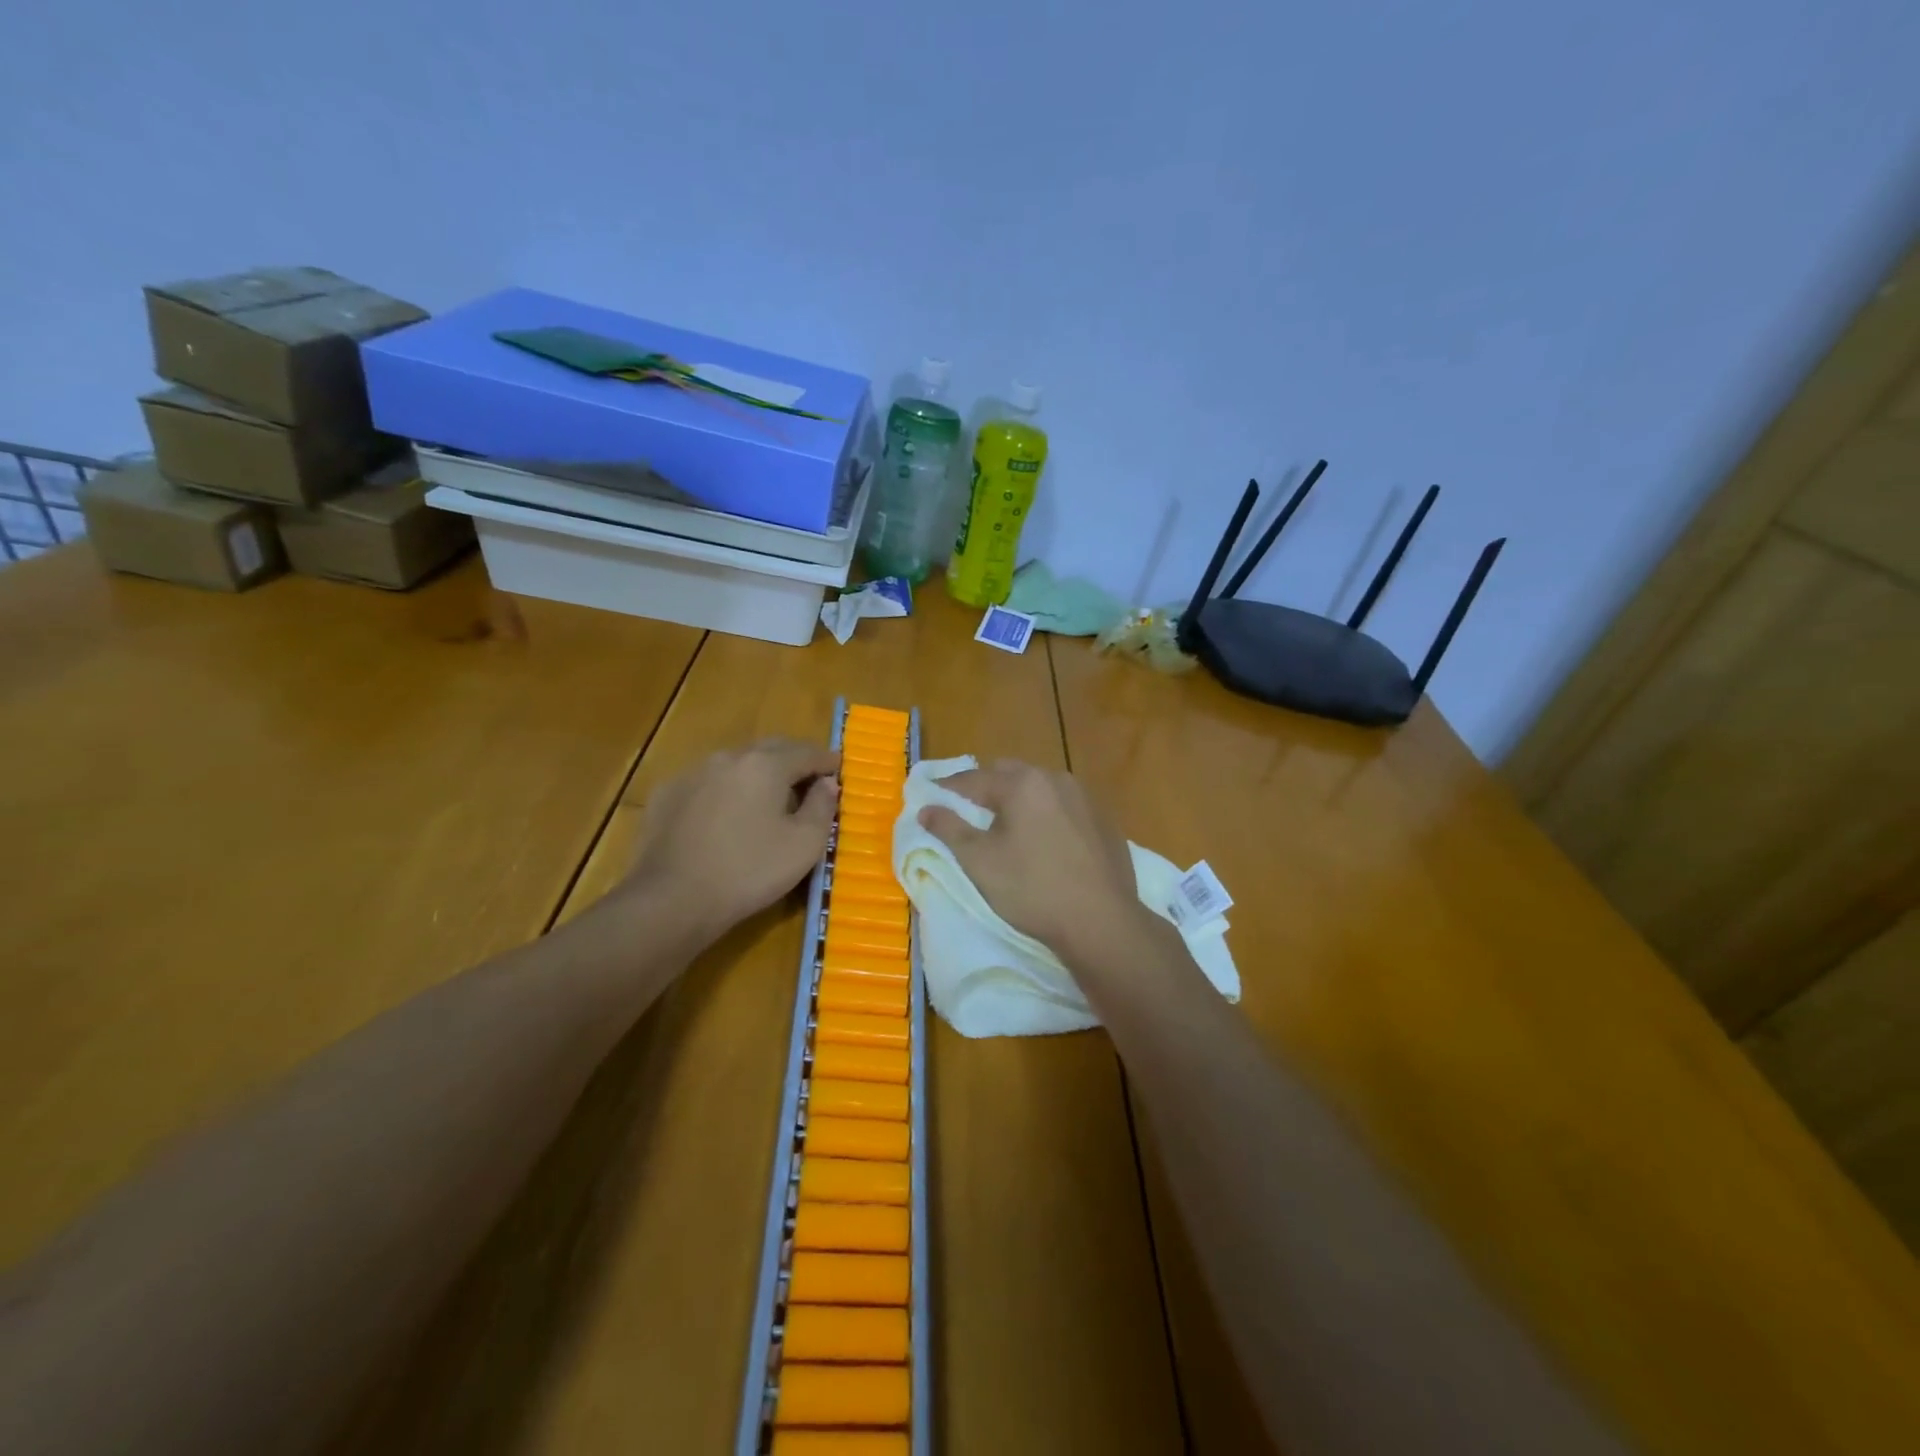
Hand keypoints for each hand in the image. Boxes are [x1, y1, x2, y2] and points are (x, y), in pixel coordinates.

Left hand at [623, 738, 839, 941]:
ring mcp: (693, 773)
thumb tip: (828, 783)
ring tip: (767, 799)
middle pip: (770, 750)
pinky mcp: (667, 794)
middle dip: (793, 761)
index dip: (827, 762)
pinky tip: (725, 815)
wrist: (672, 900)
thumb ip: (822, 807)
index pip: (807, 752)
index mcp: (766, 764)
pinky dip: (725, 791)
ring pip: (736, 764)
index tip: (839, 771)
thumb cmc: (750, 871)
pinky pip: (707, 783)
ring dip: (757, 774)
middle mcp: (729, 757)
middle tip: (808, 782)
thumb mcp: (804, 844)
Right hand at [919, 761, 1147, 964]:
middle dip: (986, 789)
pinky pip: (1066, 808)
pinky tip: (1046, 843)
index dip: (948, 789)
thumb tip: (926, 808)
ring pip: (1041, 789)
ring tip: (1008, 827)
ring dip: (1020, 800)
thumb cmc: (1032, 889)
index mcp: (1023, 783)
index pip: (974, 778)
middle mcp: (1056, 779)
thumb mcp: (979, 861)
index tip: (931, 799)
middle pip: (1010, 775)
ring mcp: (1086, 799)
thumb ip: (948, 829)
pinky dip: (1048, 815)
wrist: (1101, 922)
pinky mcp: (1105, 822)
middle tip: (970, 813)